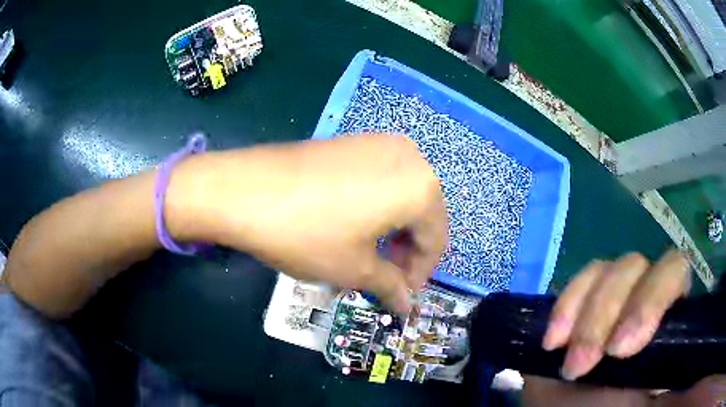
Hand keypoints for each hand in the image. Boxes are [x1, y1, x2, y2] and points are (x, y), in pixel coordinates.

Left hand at [168, 134, 447, 312]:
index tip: (402, 293)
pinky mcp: (354, 140)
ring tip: (371, 252)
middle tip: (387, 276)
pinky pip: (383, 177)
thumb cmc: (307, 234)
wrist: (245, 189)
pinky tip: (357, 222)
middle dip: (408, 249)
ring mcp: (380, 142)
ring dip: (395, 227)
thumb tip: (408, 308)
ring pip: (403, 193)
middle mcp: (409, 156)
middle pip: (423, 213)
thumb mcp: (354, 268)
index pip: (435, 239)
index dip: (421, 271)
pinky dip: (380, 204)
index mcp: (420, 187)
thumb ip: (390, 287)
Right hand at [521, 250, 725, 405]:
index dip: (654, 297)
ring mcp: (611, 304)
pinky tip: (553, 341)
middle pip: (640, 265)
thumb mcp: (661, 403)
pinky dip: (564, 306)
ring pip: (608, 270)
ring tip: (570, 364)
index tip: (624, 349)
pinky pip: (576, 284)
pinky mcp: (579, 310)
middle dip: (611, 311)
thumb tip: (694, 369)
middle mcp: (644, 303)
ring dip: (586, 315)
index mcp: (670, 320)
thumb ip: (682, 384)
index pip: (676, 271)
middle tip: (586, 364)